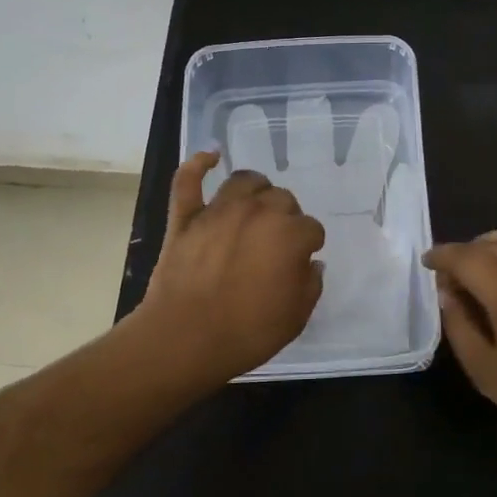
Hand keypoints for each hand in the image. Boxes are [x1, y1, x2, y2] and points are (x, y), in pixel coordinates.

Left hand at [132, 152, 326, 381]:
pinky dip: (199, 164)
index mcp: (290, 235)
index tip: (300, 263)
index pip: (311, 229)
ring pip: (245, 181)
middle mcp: (258, 212)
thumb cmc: (247, 333)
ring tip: (256, 205)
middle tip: (276, 245)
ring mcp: (219, 210)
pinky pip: (189, 180)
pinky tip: (210, 157)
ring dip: (256, 190)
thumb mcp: (296, 317)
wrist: (185, 339)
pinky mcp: (186, 217)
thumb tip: (311, 263)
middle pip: (282, 200)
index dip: (308, 246)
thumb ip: (310, 285)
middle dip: (285, 218)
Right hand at [422, 171, 496, 473]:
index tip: (428, 265)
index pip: (462, 258)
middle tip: (457, 281)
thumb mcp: (488, 373)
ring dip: (496, 242)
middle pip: (489, 246)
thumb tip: (447, 292)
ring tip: (484, 257)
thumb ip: (459, 327)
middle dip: (466, 256)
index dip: (440, 258)